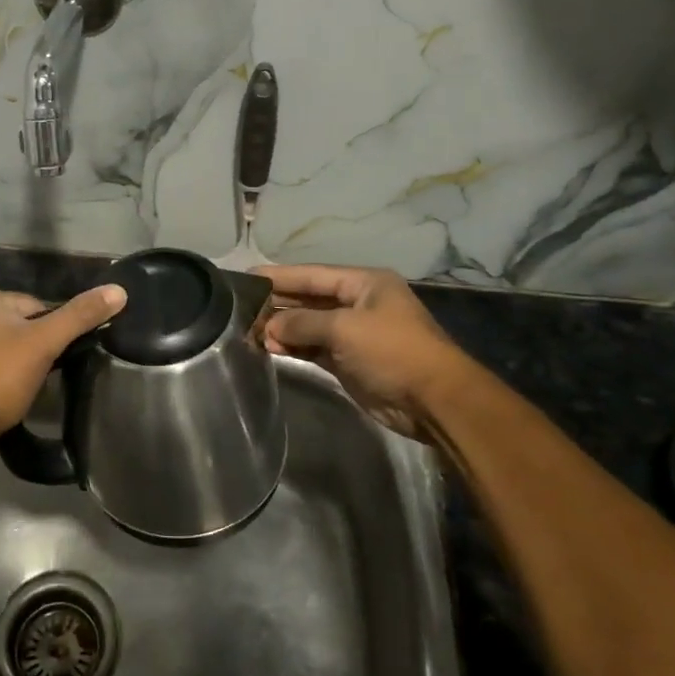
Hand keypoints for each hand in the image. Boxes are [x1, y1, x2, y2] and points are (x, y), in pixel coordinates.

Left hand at [0, 286, 126, 447]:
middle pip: (19, 324)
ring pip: (3, 342)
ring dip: (16, 360)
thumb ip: (80, 316)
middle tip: (36, 376)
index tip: (51, 359)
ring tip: (20, 386)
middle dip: (32, 347)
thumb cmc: (0, 379)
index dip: (50, 334)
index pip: (36, 307)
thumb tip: (118, 291)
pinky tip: (2, 391)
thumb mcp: (45, 343)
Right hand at [258, 265, 473, 439]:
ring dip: (283, 328)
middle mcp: (357, 304)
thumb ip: (302, 323)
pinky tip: (270, 347)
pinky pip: (314, 348)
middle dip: (278, 304)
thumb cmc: (392, 351)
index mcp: (363, 283)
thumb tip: (268, 328)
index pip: (312, 275)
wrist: (434, 401)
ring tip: (249, 330)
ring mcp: (353, 334)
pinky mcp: (349, 361)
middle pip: (309, 299)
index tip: (246, 277)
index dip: (280, 276)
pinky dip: (294, 347)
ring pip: (309, 325)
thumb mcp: (345, 329)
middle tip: (240, 307)